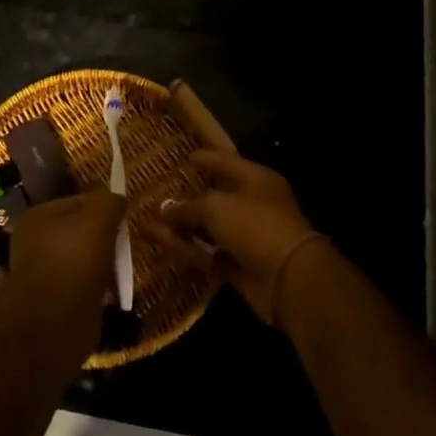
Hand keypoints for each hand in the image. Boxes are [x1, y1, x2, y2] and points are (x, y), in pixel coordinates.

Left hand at [5, 190, 125, 311]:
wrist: (54, 322)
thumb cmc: (74, 259)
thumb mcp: (98, 219)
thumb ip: (109, 202)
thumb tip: (118, 199)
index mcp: (39, 216)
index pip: (79, 201)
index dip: (105, 207)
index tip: (127, 218)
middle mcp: (36, 242)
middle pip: (81, 231)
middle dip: (105, 237)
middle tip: (128, 244)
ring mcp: (44, 273)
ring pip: (83, 259)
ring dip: (103, 264)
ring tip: (123, 269)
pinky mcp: (55, 301)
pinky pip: (83, 285)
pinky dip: (98, 287)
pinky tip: (114, 291)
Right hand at [153, 150, 323, 325]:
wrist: (288, 279)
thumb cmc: (255, 226)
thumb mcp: (217, 207)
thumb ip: (187, 207)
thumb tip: (163, 209)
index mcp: (256, 180)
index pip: (227, 163)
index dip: (206, 159)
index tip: (187, 157)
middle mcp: (253, 205)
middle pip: (215, 197)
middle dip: (187, 197)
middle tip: (161, 192)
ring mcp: (246, 236)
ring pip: (207, 228)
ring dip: (180, 227)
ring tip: (148, 222)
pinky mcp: (237, 264)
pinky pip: (206, 252)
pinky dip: (185, 248)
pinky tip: (159, 243)